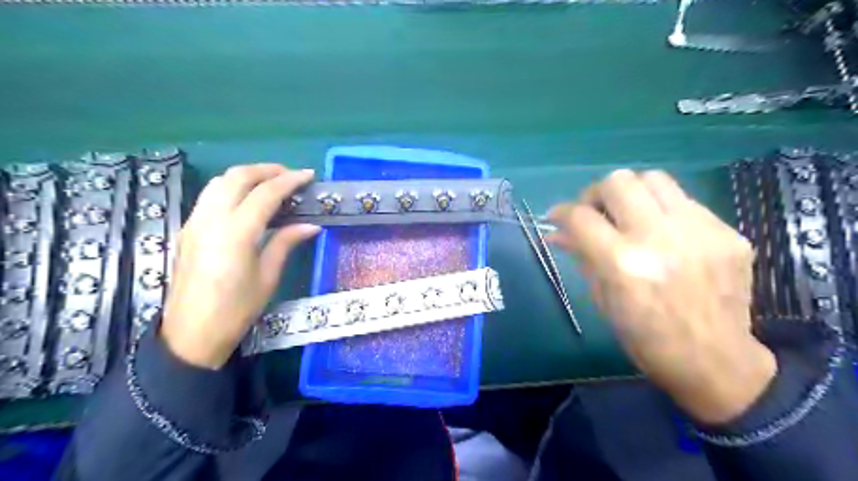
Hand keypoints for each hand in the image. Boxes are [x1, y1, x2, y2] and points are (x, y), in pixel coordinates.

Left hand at [159, 163, 320, 368]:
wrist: (191, 334)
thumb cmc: (236, 310)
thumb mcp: (268, 276)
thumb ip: (286, 243)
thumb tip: (311, 225)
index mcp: (236, 233)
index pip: (265, 193)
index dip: (289, 181)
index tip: (309, 176)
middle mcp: (211, 219)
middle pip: (237, 177)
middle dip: (266, 169)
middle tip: (290, 175)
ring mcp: (195, 222)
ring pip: (219, 181)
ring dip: (247, 175)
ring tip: (270, 183)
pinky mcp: (188, 229)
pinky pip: (210, 195)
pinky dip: (232, 187)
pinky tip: (247, 200)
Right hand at [550, 169, 779, 424]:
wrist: (716, 362)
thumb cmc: (646, 338)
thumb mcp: (602, 299)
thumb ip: (581, 256)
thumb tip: (557, 233)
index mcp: (623, 264)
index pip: (581, 216)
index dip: (561, 212)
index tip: (557, 217)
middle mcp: (660, 239)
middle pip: (618, 181)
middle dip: (596, 193)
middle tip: (595, 212)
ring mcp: (700, 231)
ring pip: (654, 179)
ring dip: (632, 193)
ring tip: (629, 215)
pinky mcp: (728, 233)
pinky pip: (685, 202)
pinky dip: (663, 212)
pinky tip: (664, 235)